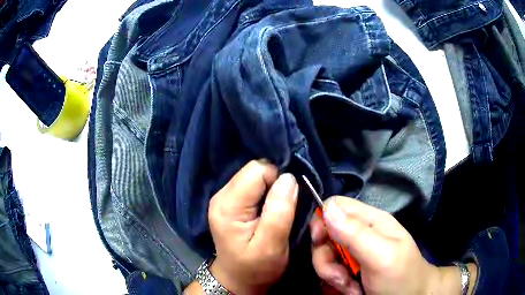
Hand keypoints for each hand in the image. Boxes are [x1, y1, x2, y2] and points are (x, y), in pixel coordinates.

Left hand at [201, 160, 297, 293]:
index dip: (278, 181)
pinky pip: (253, 185)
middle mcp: (221, 195)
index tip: (288, 202)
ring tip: (277, 211)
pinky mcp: (231, 202)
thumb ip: (279, 211)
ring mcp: (224, 197)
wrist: (238, 279)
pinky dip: (266, 193)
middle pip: (255, 170)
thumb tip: (289, 178)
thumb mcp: (271, 246)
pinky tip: (268, 209)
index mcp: (228, 205)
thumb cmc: (255, 268)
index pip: (258, 170)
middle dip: (275, 184)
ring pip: (255, 176)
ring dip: (271, 189)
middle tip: (284, 208)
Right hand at [311, 196, 475, 294]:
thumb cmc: (402, 277)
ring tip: (350, 288)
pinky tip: (351, 290)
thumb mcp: (382, 256)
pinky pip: (331, 272)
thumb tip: (327, 208)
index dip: (322, 220)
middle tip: (341, 276)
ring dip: (332, 275)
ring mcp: (355, 253)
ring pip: (326, 256)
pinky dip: (336, 283)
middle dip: (327, 259)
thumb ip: (356, 234)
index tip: (320, 242)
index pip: (336, 206)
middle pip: (325, 235)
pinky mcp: (351, 270)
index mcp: (371, 221)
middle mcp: (360, 234)